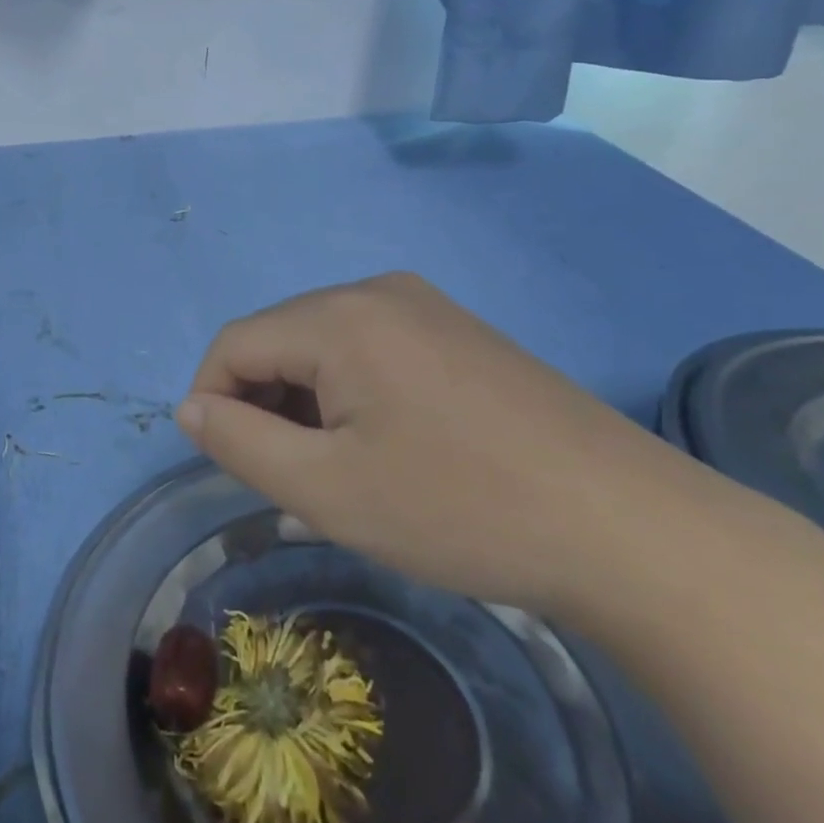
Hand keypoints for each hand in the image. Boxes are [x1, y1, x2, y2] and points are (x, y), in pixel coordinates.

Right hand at [178, 273, 724, 616]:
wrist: (632, 531)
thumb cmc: (460, 508)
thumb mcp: (326, 490)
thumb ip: (238, 442)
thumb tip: (191, 409)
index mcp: (340, 317)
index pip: (235, 343)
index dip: (211, 400)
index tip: (227, 463)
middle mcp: (378, 291)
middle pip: (281, 339)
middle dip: (262, 402)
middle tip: (287, 477)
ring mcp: (427, 307)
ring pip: (326, 346)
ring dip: (306, 401)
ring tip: (337, 470)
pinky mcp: (460, 333)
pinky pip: (374, 350)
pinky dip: (352, 394)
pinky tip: (385, 446)